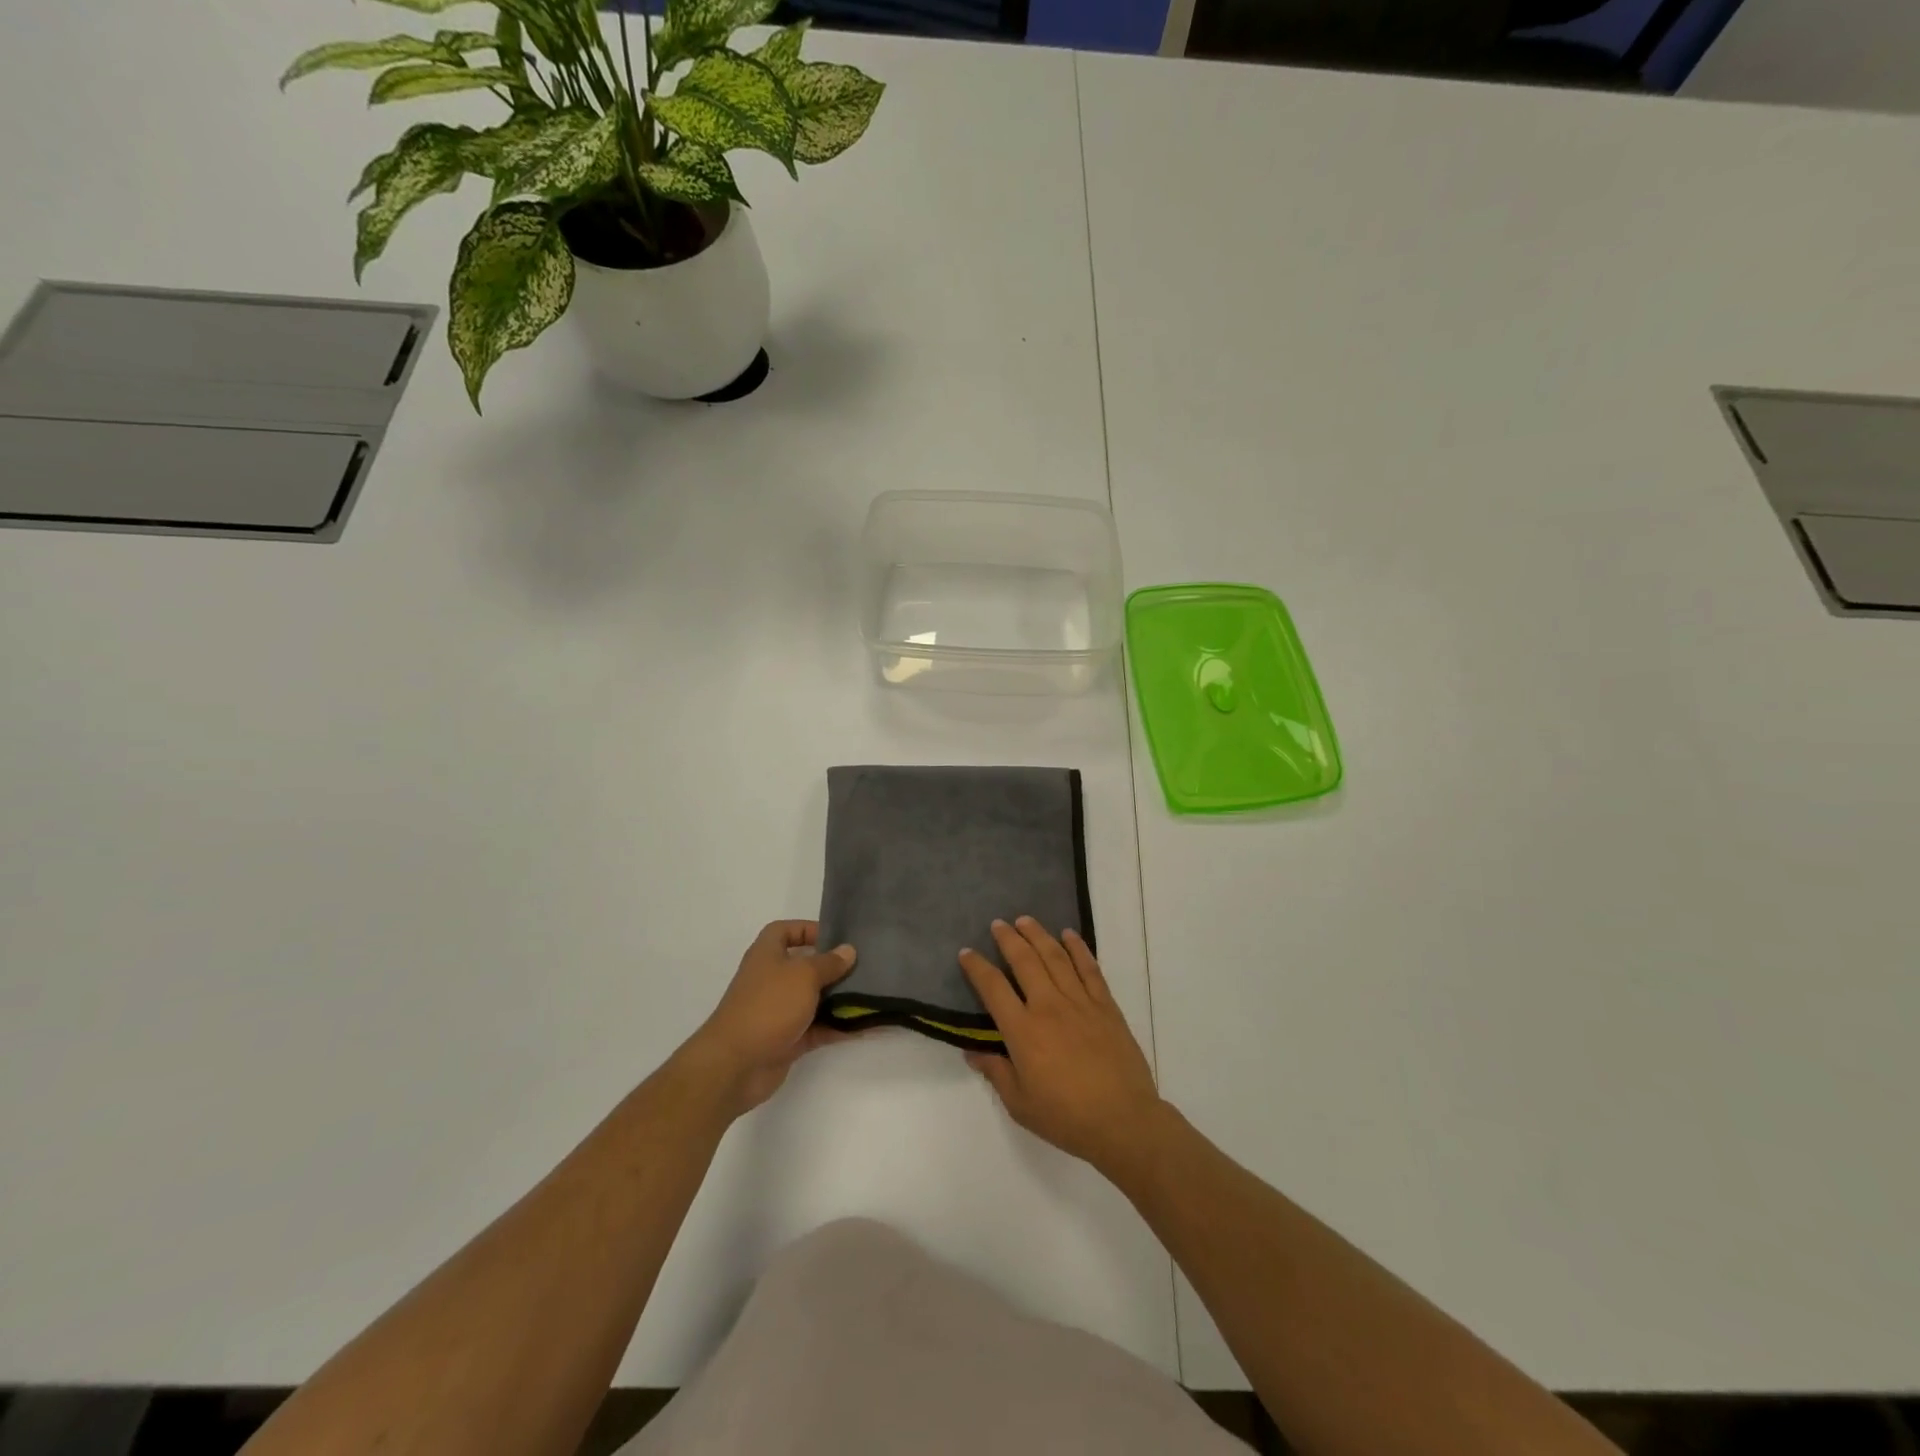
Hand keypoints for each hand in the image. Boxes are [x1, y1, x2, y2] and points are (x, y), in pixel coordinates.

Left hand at [680, 921, 857, 1118]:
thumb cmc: (769, 1006)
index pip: (785, 931)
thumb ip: (829, 963)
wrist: (736, 1064)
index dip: (808, 929)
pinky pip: (817, 1028)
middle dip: (831, 967)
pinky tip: (862, 1026)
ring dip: (838, 998)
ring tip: (870, 995)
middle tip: (863, 967)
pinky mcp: (787, 1039)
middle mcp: (772, 979)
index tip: (837, 937)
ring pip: (813, 999)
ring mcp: (779, 1011)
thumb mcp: (804, 975)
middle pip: (804, 966)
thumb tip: (848, 951)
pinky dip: (837, 1027)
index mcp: (767, 955)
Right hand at [959, 917, 1166, 1180]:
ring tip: (1026, 920)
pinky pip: (1089, 968)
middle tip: (998, 924)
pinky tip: (1069, 935)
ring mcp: (1080, 1002)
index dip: (977, 967)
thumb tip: (972, 1051)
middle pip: (1024, 961)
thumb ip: (995, 1072)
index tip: (966, 953)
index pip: (993, 988)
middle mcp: (1048, 1006)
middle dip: (1008, 939)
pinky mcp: (1105, 1005)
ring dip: (1038, 935)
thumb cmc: (1066, 1117)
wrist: (1122, 1121)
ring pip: (1055, 957)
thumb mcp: (1020, 1104)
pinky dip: (1078, 948)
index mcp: (1023, 1031)